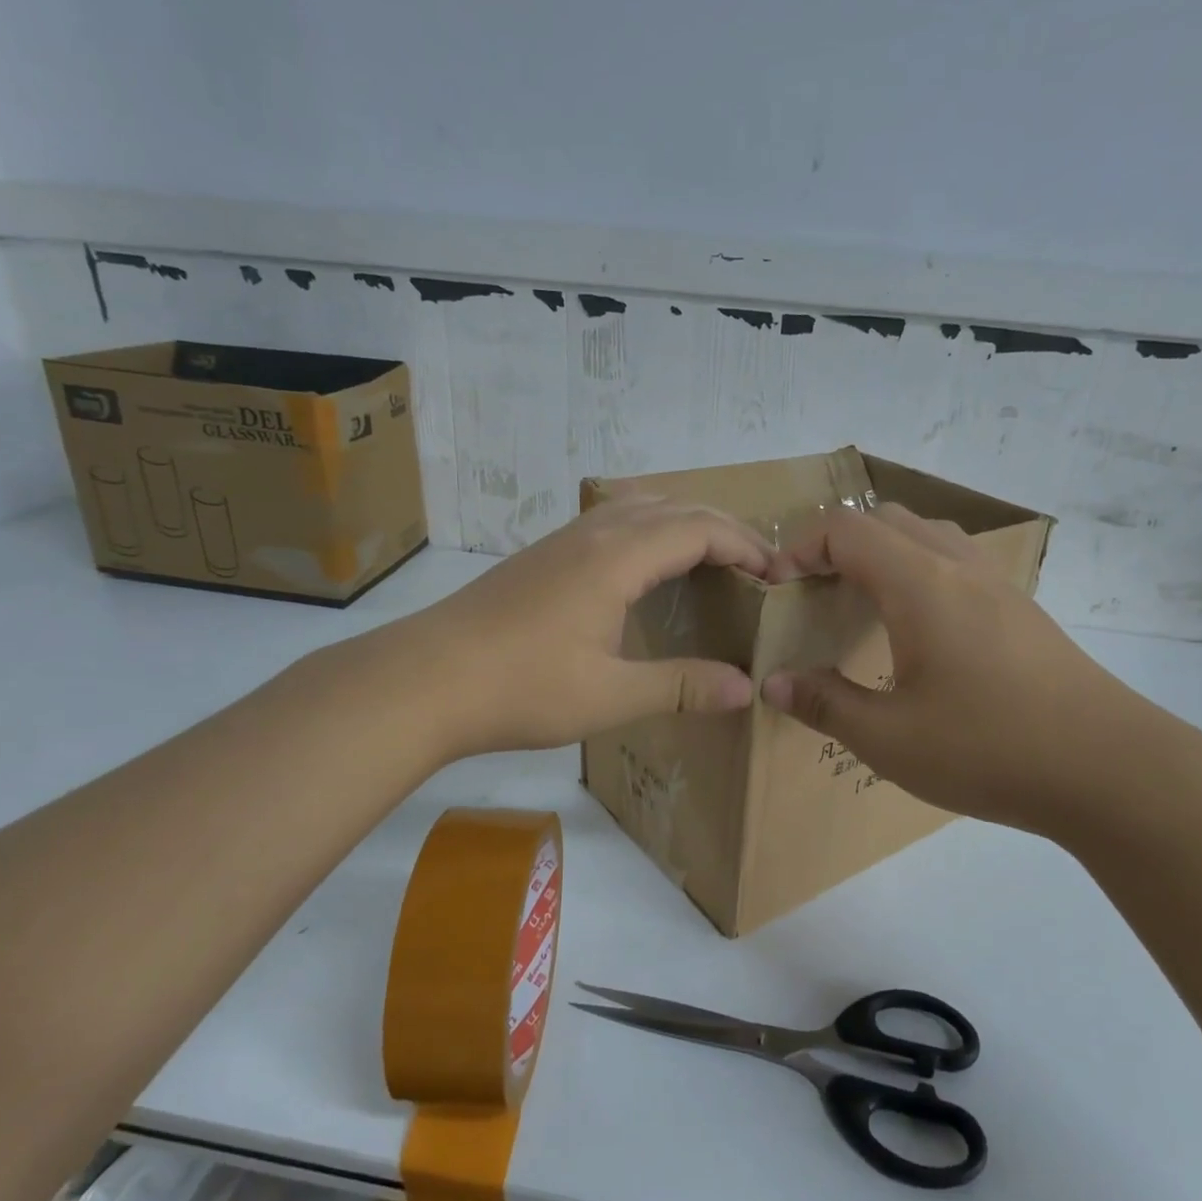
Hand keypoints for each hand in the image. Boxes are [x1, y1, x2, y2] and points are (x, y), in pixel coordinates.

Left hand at [378, 497, 769, 758]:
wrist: (425, 679)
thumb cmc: (522, 687)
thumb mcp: (611, 695)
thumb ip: (682, 685)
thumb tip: (746, 688)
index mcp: (617, 557)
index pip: (700, 528)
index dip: (745, 546)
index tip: (776, 577)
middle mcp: (594, 533)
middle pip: (674, 506)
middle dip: (723, 528)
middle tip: (755, 567)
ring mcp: (562, 540)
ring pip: (639, 505)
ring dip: (684, 521)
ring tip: (710, 559)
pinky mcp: (542, 555)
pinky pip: (612, 520)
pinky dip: (649, 530)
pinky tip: (645, 568)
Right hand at [761, 504, 1171, 841]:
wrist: (1111, 769)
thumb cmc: (988, 748)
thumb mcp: (889, 739)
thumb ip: (824, 705)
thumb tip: (775, 683)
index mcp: (920, 584)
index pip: (846, 529)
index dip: (800, 549)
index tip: (779, 592)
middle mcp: (959, 567)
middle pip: (886, 520)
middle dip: (837, 545)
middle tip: (814, 596)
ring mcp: (999, 586)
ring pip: (927, 537)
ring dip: (882, 555)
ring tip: (861, 607)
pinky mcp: (1022, 611)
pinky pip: (957, 565)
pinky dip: (919, 574)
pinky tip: (918, 634)